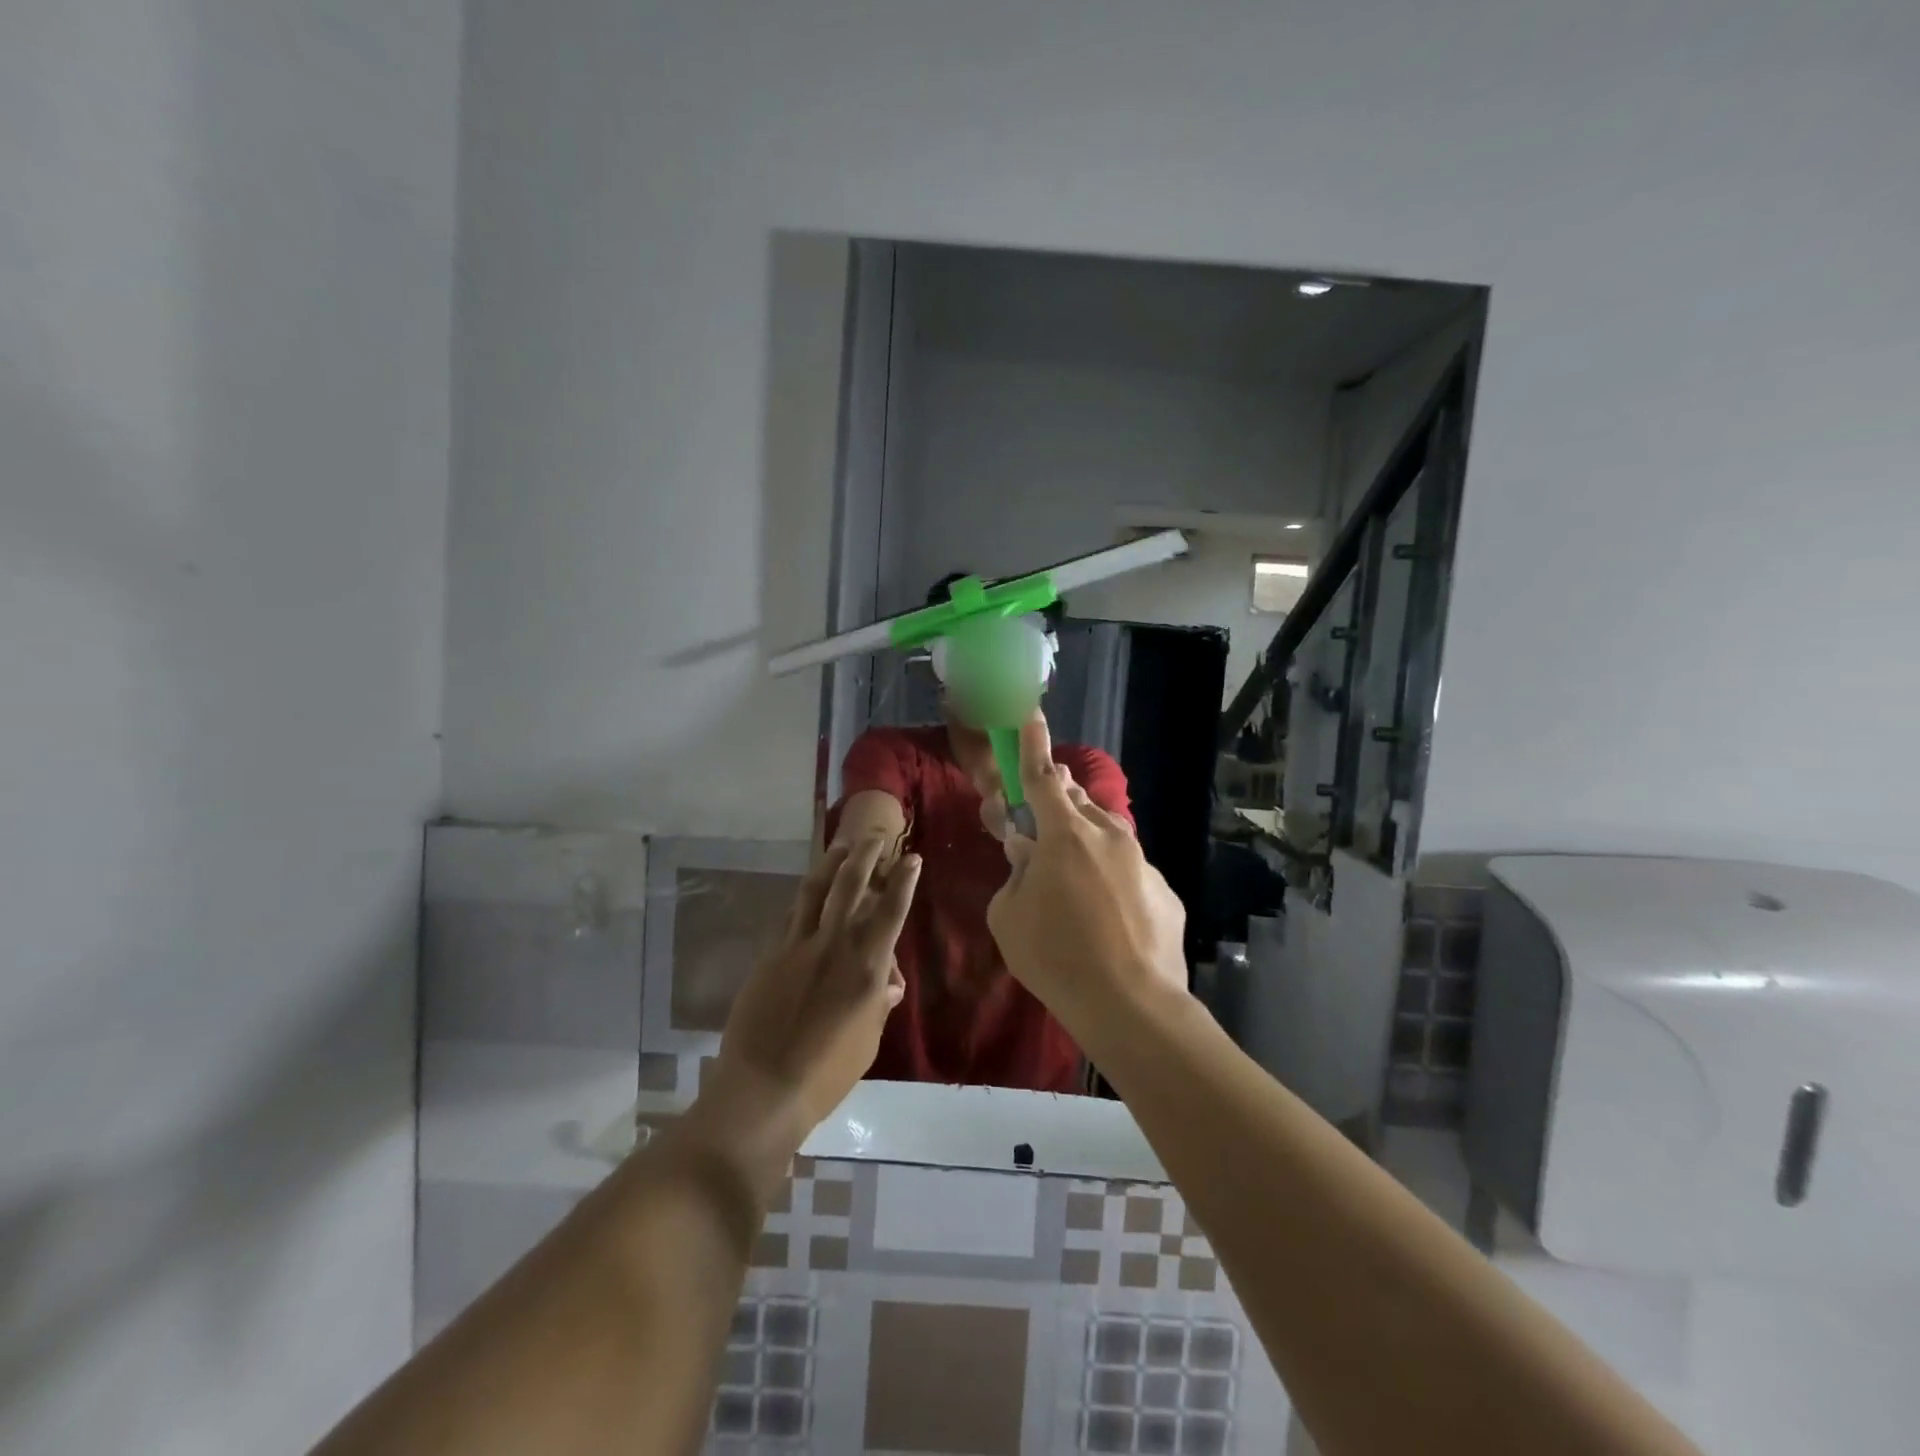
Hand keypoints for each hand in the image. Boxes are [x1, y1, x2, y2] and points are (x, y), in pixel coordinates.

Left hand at [712, 839, 920, 1131]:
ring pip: (816, 890)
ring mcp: (798, 946)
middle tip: (874, 835)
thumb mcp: (868, 1041)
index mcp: (867, 966)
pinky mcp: (771, 955)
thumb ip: (879, 1003)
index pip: (891, 910)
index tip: (911, 858)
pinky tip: (809, 892)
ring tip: (841, 846)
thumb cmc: (827, 1073)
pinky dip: (805, 899)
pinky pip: (791, 916)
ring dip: (831, 863)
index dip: (904, 880)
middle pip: (851, 885)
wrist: (764, 1088)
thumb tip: (888, 982)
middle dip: (866, 854)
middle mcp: (835, 945)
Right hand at [985, 717, 1188, 1029]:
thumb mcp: (1009, 915)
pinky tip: (1106, 921)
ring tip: (1071, 882)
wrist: (1132, 1005)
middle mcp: (1108, 835)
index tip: (1032, 714)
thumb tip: (1028, 858)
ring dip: (1084, 844)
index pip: (1042, 775)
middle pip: (1076, 800)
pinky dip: (1111, 882)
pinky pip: (1129, 873)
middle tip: (1041, 820)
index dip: (1032, 743)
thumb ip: (1016, 875)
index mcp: (1065, 833)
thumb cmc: (1056, 956)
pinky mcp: (1163, 892)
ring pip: (1106, 836)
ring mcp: (1142, 862)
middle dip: (1056, 799)